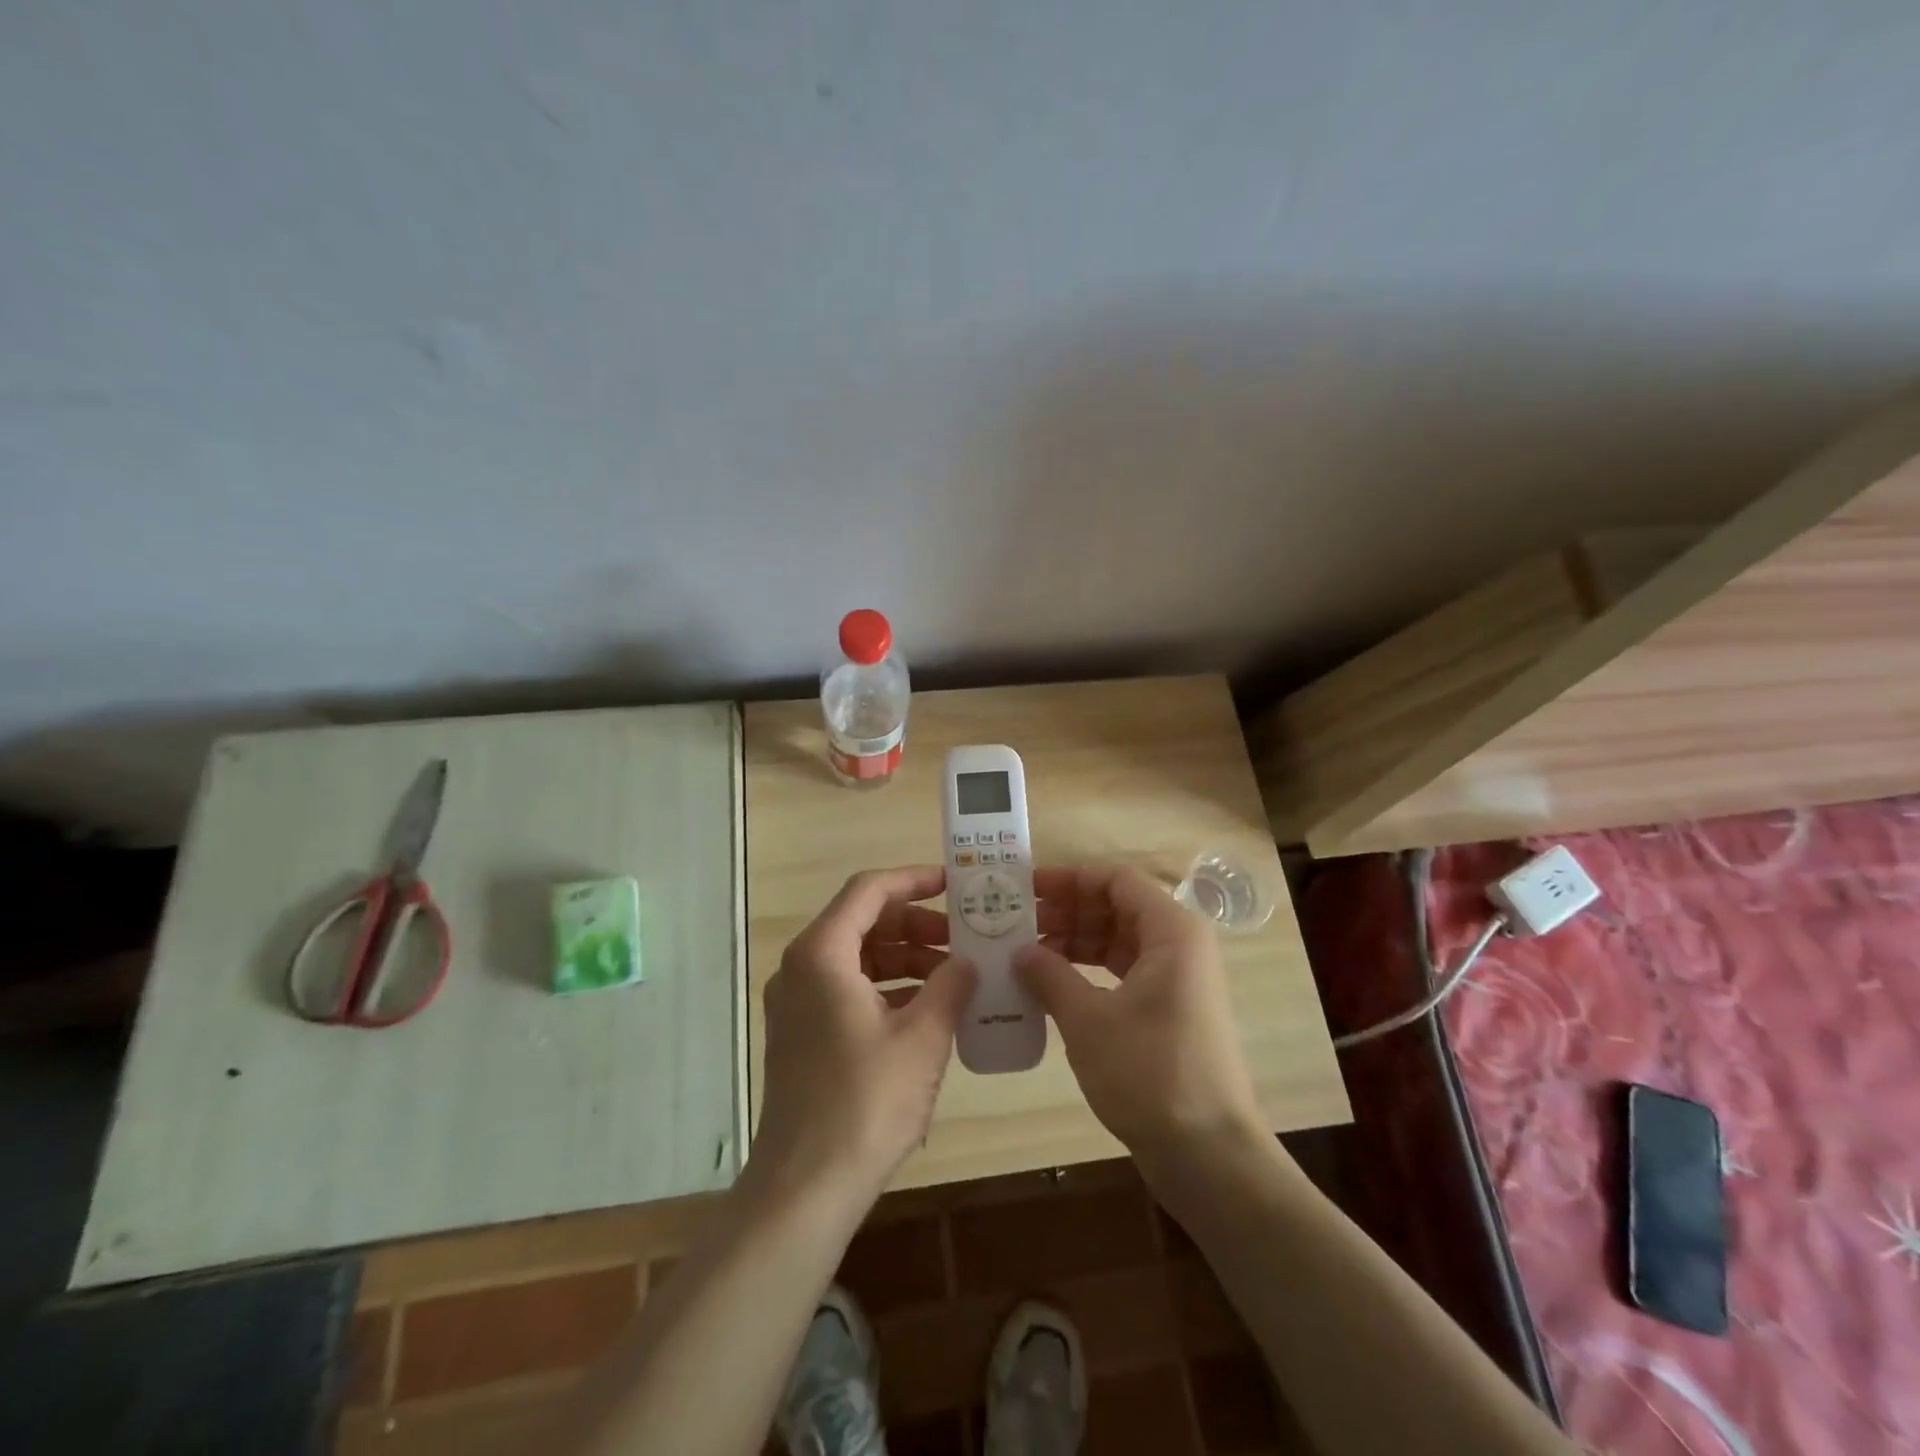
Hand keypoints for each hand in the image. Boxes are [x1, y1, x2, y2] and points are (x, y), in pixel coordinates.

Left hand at [752, 867, 974, 1214]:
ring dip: (905, 958)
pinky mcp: (803, 1033)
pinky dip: (888, 987)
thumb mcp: (923, 1037)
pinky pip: (848, 988)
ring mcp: (797, 1002)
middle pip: (863, 922)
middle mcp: (801, 968)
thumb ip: (951, 985)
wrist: (805, 1187)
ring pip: (857, 957)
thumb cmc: (866, 1102)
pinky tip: (927, 1008)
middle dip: (915, 925)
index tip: (954, 884)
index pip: (869, 890)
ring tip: (954, 974)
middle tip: (963, 937)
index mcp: (822, 954)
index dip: (914, 880)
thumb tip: (968, 961)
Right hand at [1015, 865, 1263, 1167]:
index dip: (1070, 878)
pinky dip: (1088, 972)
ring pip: (1118, 940)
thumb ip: (1050, 975)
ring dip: (1074, 942)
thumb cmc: (1150, 1073)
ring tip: (1026, 953)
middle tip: (1017, 922)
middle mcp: (1179, 946)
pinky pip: (1123, 972)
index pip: (1116, 880)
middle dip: (1067, 911)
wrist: (1208, 1155)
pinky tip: (1052, 985)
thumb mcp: (1089, 1020)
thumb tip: (1019, 951)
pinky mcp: (1169, 1011)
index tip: (1027, 888)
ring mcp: (1177, 980)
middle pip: (1117, 907)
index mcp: (1172, 931)